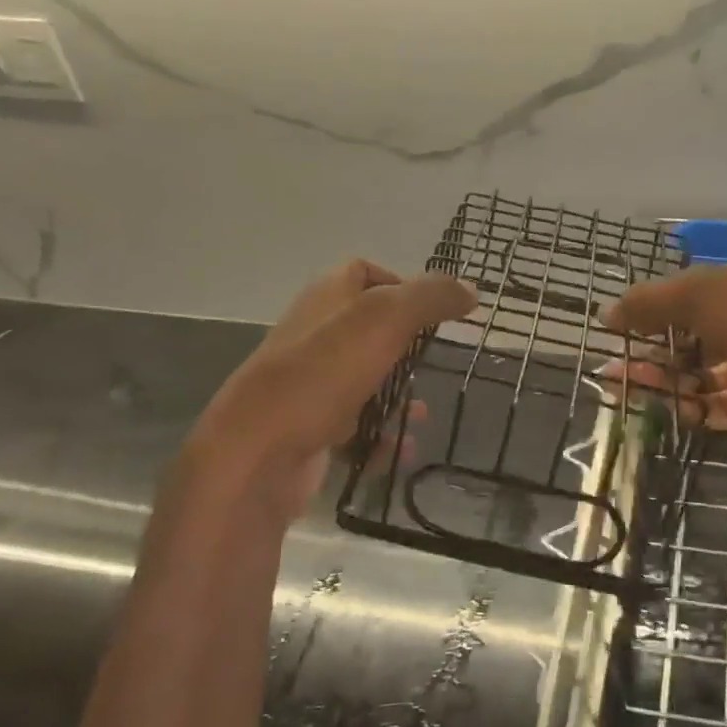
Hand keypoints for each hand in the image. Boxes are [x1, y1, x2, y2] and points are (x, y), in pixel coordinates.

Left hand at [180, 260, 474, 518]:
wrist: (256, 454)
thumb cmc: (322, 374)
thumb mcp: (384, 320)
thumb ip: (430, 298)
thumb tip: (471, 291)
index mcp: (326, 298)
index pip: (364, 272)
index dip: (401, 283)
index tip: (433, 311)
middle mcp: (315, 335)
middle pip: (370, 330)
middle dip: (407, 349)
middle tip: (434, 364)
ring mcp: (310, 383)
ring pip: (366, 381)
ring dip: (398, 398)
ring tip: (422, 415)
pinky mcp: (309, 427)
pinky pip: (356, 427)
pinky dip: (381, 437)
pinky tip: (399, 451)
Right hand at [603, 253, 726, 443]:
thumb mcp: (697, 294)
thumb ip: (649, 302)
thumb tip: (608, 314)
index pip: (697, 290)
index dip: (658, 307)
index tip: (625, 327)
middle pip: (698, 334)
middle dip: (655, 349)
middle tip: (618, 366)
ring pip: (707, 371)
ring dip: (667, 380)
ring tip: (625, 389)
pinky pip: (725, 404)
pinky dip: (695, 407)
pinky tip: (666, 412)